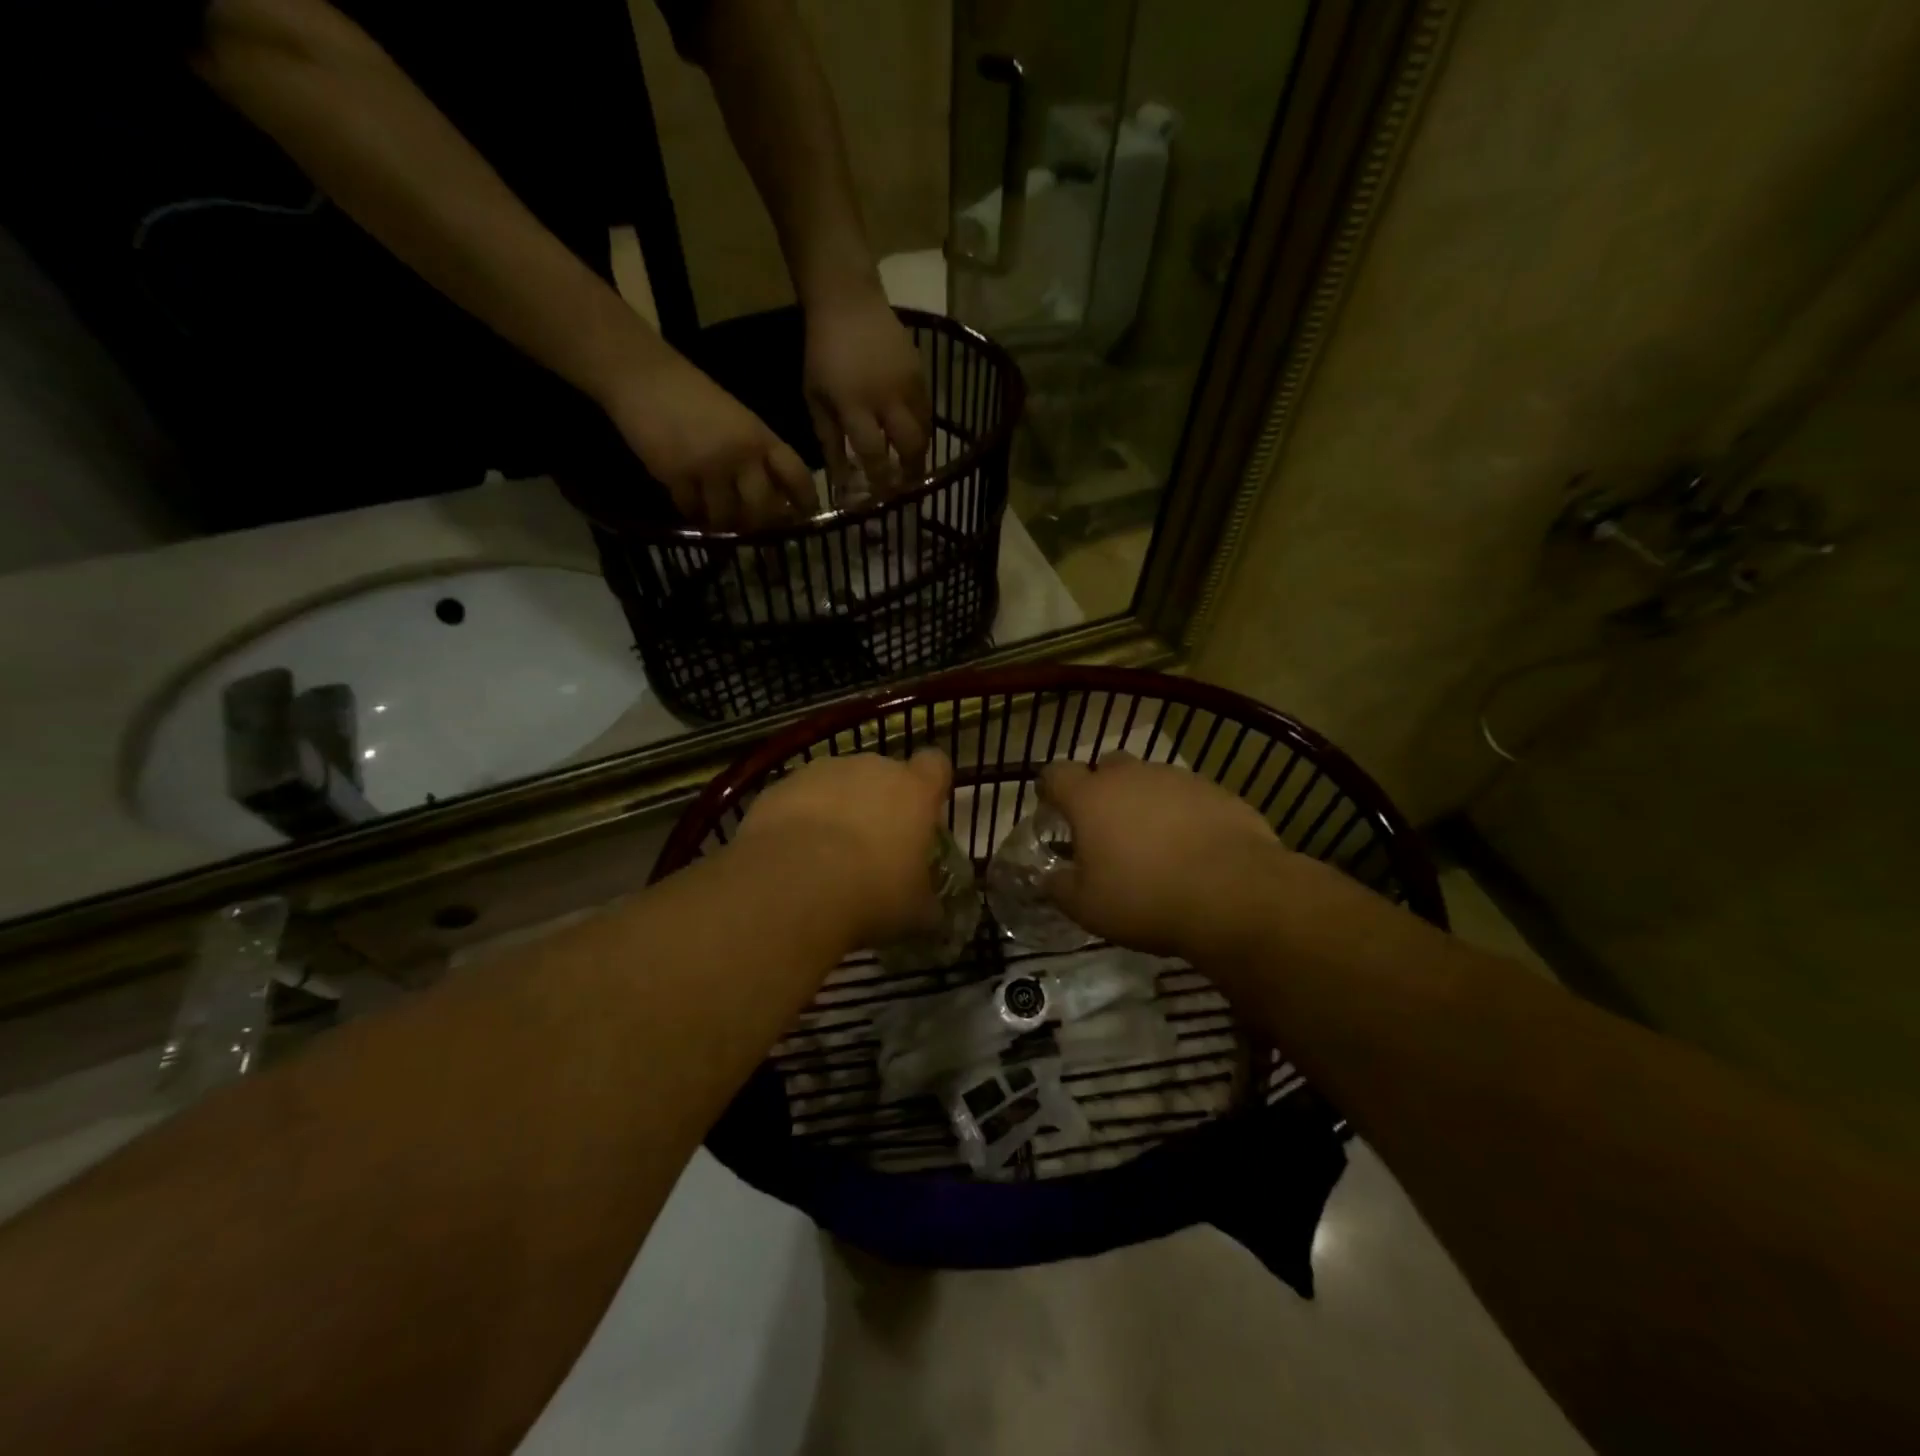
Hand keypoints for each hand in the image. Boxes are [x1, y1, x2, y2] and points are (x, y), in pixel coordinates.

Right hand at [600, 351, 816, 529]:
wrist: (643, 375)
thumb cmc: (693, 396)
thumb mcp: (739, 420)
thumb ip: (759, 454)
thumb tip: (779, 497)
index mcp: (762, 438)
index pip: (797, 476)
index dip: (805, 501)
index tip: (805, 518)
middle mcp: (742, 455)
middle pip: (764, 509)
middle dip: (762, 524)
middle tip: (754, 527)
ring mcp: (709, 467)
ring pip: (728, 517)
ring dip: (725, 524)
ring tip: (720, 520)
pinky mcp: (676, 476)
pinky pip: (693, 511)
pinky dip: (695, 514)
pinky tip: (694, 508)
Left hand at [735, 749, 952, 947]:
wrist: (792, 884)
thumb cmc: (872, 892)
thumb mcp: (915, 911)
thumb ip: (926, 901)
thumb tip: (930, 910)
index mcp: (914, 790)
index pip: (935, 765)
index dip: (931, 786)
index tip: (924, 815)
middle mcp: (870, 768)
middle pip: (881, 775)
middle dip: (878, 804)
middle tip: (873, 850)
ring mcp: (820, 772)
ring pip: (836, 785)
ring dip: (836, 811)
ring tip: (824, 860)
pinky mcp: (778, 787)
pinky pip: (796, 800)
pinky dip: (796, 822)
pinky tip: (789, 861)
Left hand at [803, 285, 931, 500]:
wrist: (847, 302)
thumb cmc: (822, 353)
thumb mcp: (815, 398)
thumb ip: (829, 440)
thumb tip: (842, 480)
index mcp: (853, 403)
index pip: (873, 453)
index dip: (879, 480)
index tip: (879, 498)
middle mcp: (885, 397)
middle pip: (909, 446)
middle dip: (910, 473)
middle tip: (905, 488)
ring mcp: (907, 384)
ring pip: (924, 432)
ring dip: (919, 455)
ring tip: (912, 469)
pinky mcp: (921, 373)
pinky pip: (928, 412)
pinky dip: (922, 430)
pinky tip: (913, 439)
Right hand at [1038, 752, 1283, 957]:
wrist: (1236, 893)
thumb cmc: (1146, 898)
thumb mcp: (1087, 908)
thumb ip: (1060, 887)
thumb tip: (1050, 877)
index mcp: (1091, 797)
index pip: (1056, 774)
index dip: (1049, 788)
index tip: (1050, 805)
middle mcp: (1132, 776)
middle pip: (1106, 767)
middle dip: (1101, 790)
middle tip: (1105, 827)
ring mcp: (1178, 779)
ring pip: (1150, 780)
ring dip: (1144, 802)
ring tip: (1153, 842)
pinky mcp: (1217, 791)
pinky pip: (1188, 796)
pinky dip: (1182, 814)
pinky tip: (1192, 847)